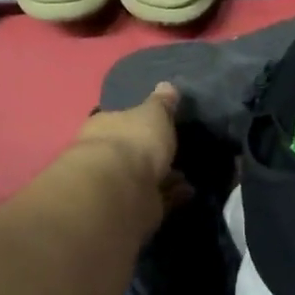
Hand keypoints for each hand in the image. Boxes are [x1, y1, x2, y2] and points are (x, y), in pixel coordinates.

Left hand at [74, 82, 183, 209]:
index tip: (158, 125)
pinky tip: (190, 191)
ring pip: (144, 178)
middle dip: (151, 154)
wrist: (122, 190)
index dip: (137, 123)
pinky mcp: (132, 209)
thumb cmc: (134, 140)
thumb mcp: (154, 113)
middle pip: (130, 153)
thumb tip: (167, 86)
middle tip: (176, 152)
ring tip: (188, 175)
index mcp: (104, 126)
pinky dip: (172, 196)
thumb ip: (162, 103)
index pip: (120, 121)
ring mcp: (117, 185)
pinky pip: (157, 199)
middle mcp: (105, 156)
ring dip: (165, 178)